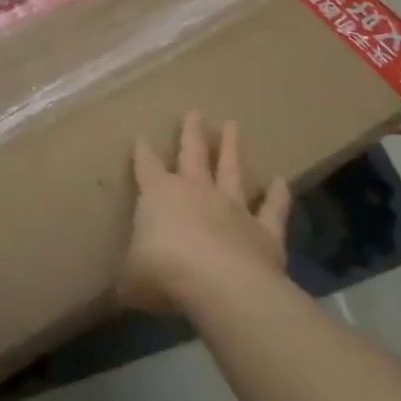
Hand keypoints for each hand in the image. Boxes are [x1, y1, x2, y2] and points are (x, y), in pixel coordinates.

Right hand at [119, 111, 292, 314]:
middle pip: (192, 154)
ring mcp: (233, 208)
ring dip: (231, 148)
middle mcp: (196, 192)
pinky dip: (277, 196)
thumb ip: (129, 276)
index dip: (142, 152)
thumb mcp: (131, 278)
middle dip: (191, 133)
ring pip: (231, 170)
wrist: (222, 286)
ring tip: (233, 125)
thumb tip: (119, 287)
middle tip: (195, 112)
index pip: (146, 167)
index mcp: (158, 195)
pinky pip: (272, 209)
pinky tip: (281, 182)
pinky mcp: (264, 230)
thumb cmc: (164, 273)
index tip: (141, 137)